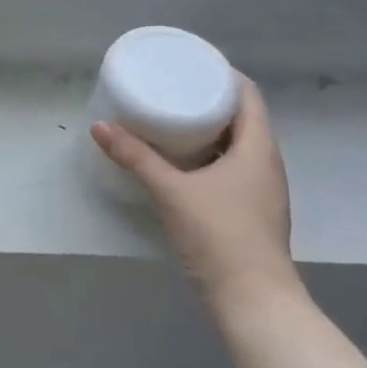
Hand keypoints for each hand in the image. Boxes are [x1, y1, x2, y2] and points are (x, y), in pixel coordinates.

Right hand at [91, 77, 299, 312]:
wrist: (254, 302)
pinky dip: (210, 157)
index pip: (248, 95)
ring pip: (238, 145)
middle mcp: (266, 164)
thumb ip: (136, 158)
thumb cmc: (220, 236)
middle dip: (210, 101)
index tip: (191, 64)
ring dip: (210, 130)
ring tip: (173, 120)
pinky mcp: (252, 212)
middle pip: (242, 118)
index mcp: (257, 148)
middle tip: (173, 89)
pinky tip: (183, 164)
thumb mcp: (172, 191)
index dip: (223, 75)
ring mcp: (262, 191)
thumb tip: (100, 127)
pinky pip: (233, 168)